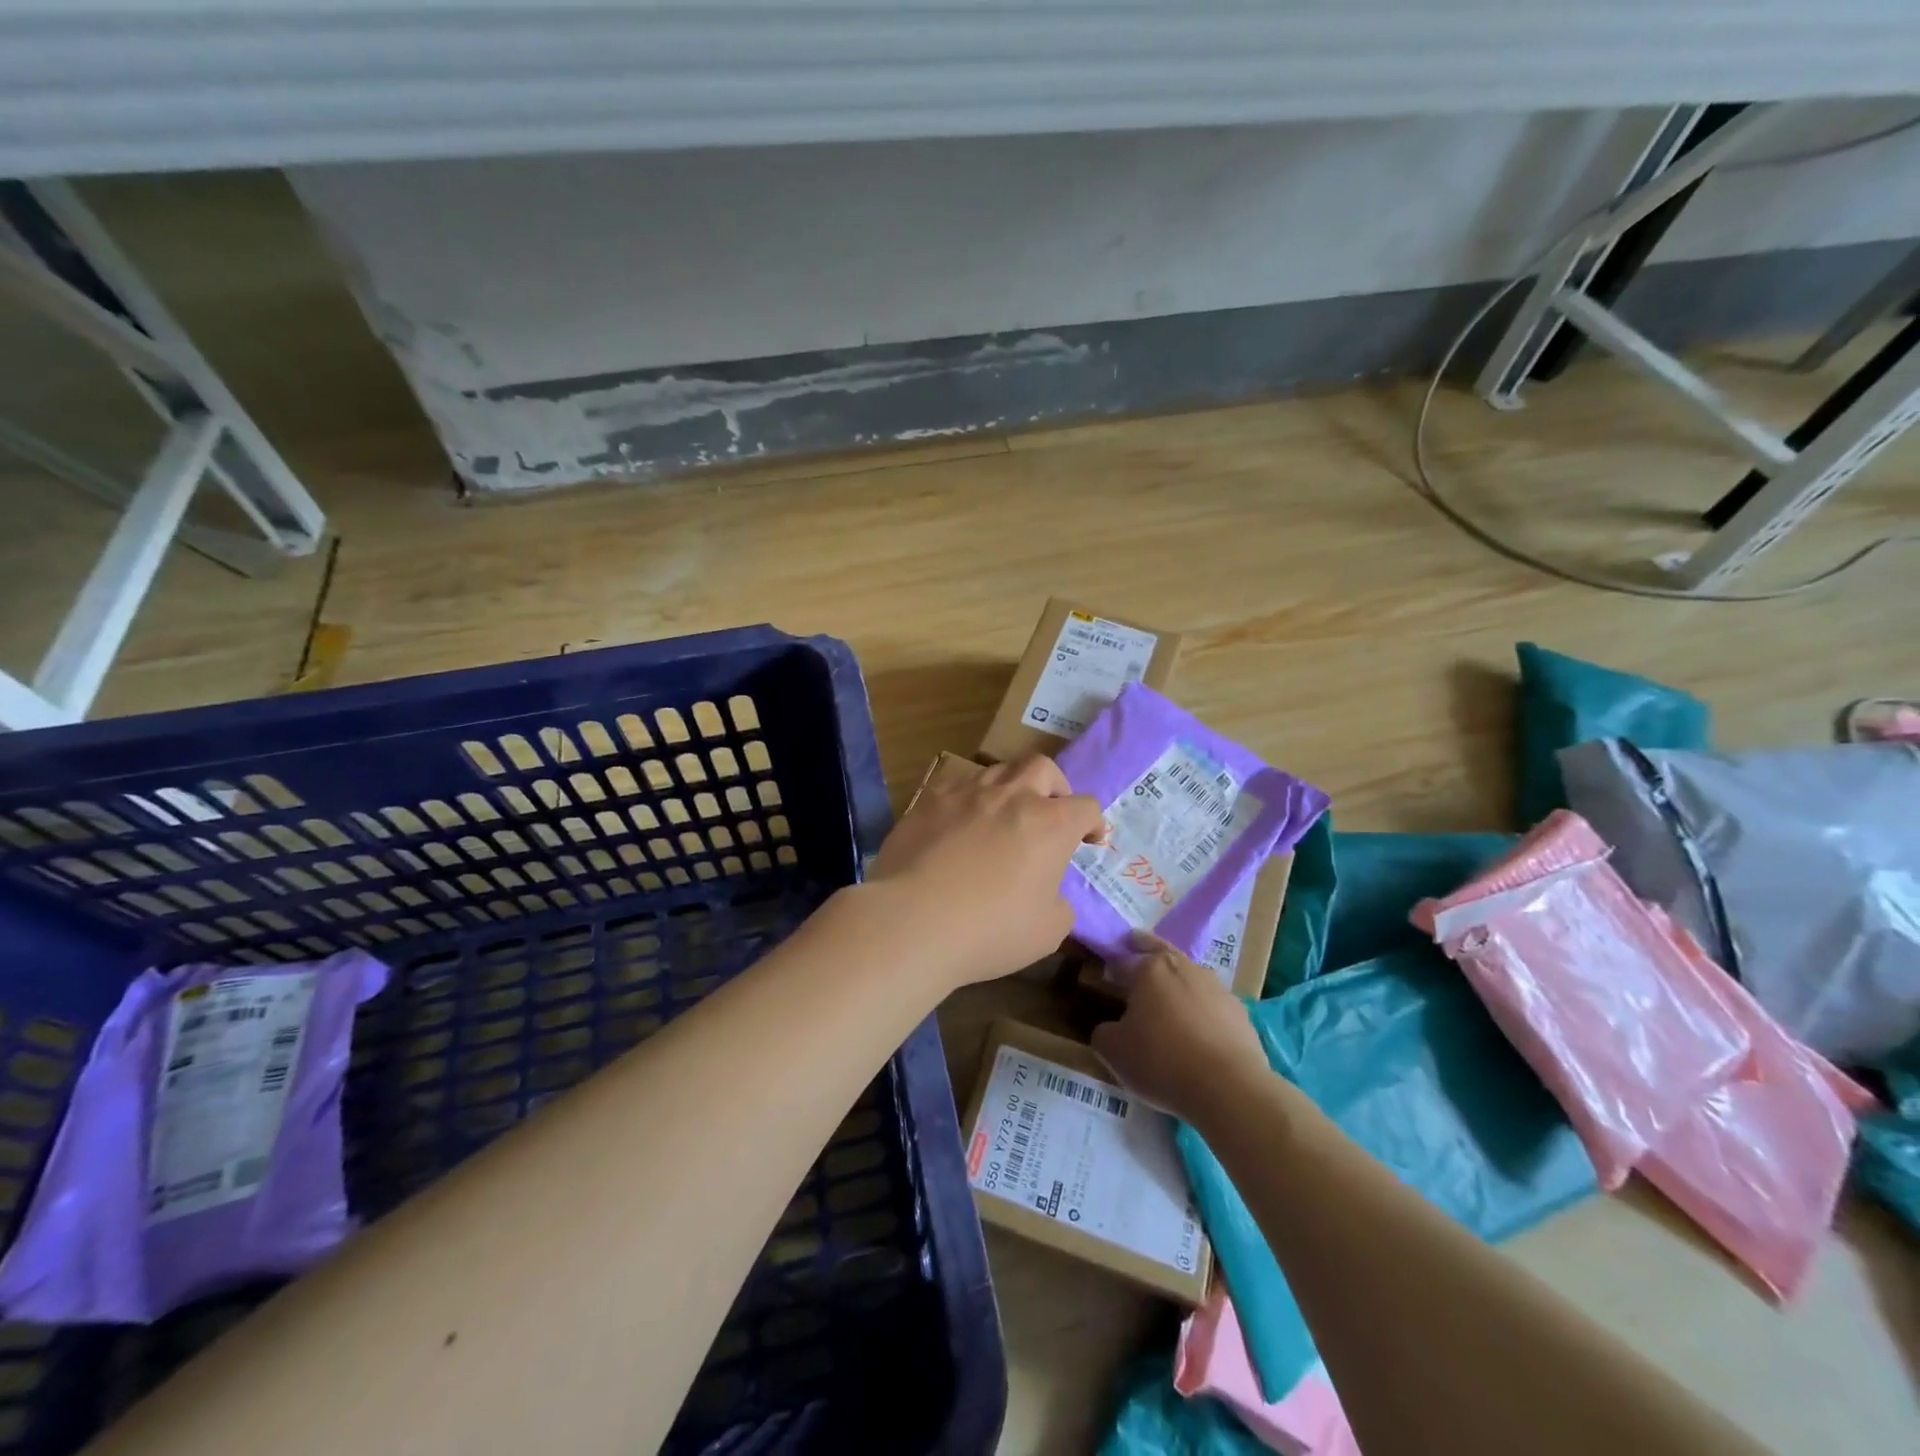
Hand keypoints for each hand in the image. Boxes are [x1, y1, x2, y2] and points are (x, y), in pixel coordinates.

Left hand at [861, 755, 1102, 990]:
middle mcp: (1011, 797)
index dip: (1092, 822)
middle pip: (1042, 768)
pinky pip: (956, 785)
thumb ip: (1059, 903)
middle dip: (1054, 786)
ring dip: (1010, 788)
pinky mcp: (929, 800)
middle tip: (1049, 812)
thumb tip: (1049, 892)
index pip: (1085, 806)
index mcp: (1050, 824)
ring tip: (1002, 816)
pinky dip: (968, 799)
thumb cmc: (990, 930)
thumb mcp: (1047, 931)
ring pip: (997, 770)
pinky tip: (960, 822)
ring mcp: (967, 793)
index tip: (1089, 840)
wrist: (913, 920)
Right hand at [1091, 933, 1271, 1124]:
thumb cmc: (1162, 1061)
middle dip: (1144, 948)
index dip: (1110, 970)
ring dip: (1176, 981)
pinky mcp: (1239, 1012)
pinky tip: (1197, 1030)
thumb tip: (1110, 1028)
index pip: (1122, 962)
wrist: (1230, 1088)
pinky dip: (1201, 1009)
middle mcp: (1184, 967)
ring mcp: (1216, 987)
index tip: (1104, 979)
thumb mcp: (1114, 1052)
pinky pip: (1211, 1003)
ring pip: (1188, 975)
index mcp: (1149, 969)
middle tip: (1134, 948)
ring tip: (1168, 1000)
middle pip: (1159, 950)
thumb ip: (1104, 1032)